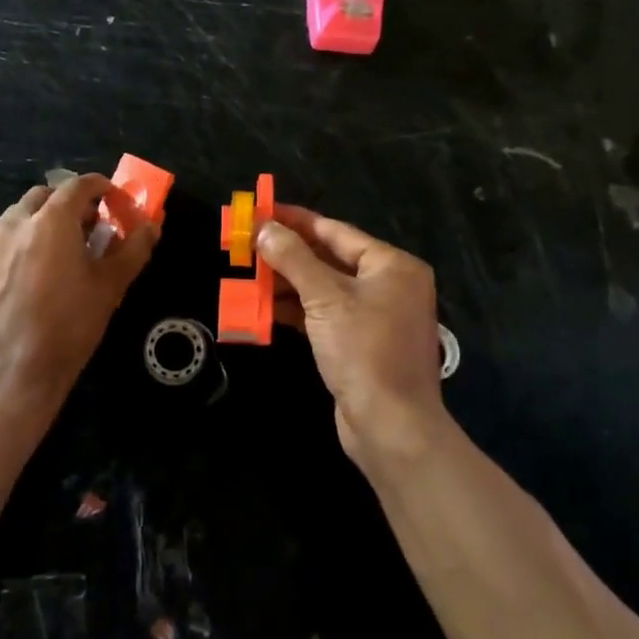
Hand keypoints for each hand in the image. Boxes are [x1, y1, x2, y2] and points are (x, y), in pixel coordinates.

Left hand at [0, 172, 157, 429]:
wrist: (13, 374)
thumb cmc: (70, 325)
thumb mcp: (111, 286)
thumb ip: (134, 249)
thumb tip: (152, 226)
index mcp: (51, 221)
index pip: (78, 185)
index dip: (101, 188)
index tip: (116, 203)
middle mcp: (16, 224)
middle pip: (45, 195)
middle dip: (70, 203)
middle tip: (91, 228)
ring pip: (21, 217)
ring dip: (45, 221)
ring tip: (64, 251)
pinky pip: (5, 242)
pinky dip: (24, 243)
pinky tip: (37, 275)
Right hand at [257, 205, 448, 465]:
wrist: (391, 427)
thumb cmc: (364, 351)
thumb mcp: (325, 298)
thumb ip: (293, 258)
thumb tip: (264, 228)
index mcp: (391, 265)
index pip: (335, 231)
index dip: (296, 220)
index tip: (261, 211)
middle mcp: (389, 285)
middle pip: (329, 258)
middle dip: (287, 253)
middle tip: (247, 243)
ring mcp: (376, 316)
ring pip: (324, 288)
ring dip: (288, 282)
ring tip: (248, 274)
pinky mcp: (361, 343)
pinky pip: (325, 314)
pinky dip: (297, 309)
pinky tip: (265, 307)